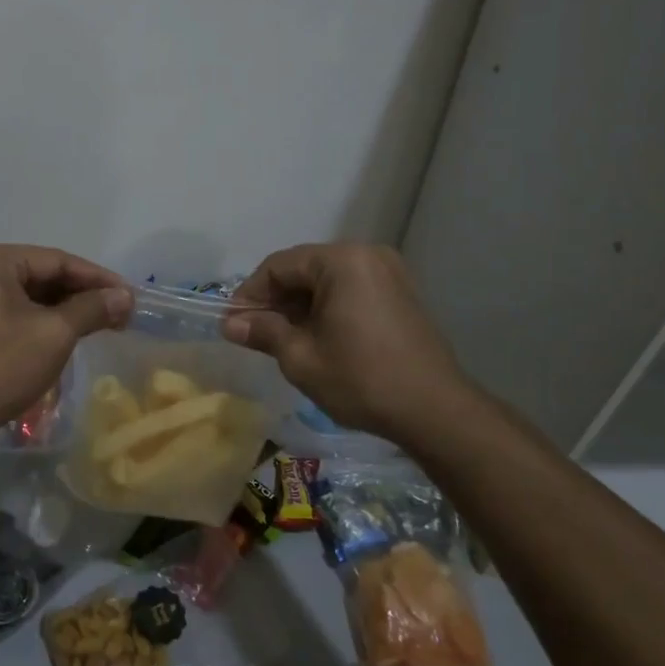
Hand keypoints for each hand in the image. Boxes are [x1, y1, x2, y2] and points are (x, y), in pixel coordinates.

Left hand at [0, 243, 132, 444]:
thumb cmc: (0, 367)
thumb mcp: (54, 334)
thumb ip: (92, 308)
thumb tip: (126, 296)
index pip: (56, 260)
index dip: (97, 277)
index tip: (130, 294)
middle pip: (43, 274)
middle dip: (83, 294)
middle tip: (121, 312)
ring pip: (32, 295)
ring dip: (68, 310)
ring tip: (105, 324)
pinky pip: (17, 312)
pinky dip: (46, 321)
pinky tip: (73, 333)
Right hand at [224, 243, 466, 445]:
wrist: (435, 411)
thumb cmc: (361, 380)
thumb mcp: (301, 358)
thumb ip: (263, 332)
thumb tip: (229, 324)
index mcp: (342, 261)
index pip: (279, 266)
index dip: (250, 293)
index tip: (233, 324)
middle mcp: (367, 254)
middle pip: (304, 268)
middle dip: (276, 299)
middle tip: (255, 333)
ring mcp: (389, 272)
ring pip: (327, 280)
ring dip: (300, 305)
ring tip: (283, 339)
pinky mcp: (401, 293)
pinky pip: (351, 289)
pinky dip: (327, 307)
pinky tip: (317, 337)